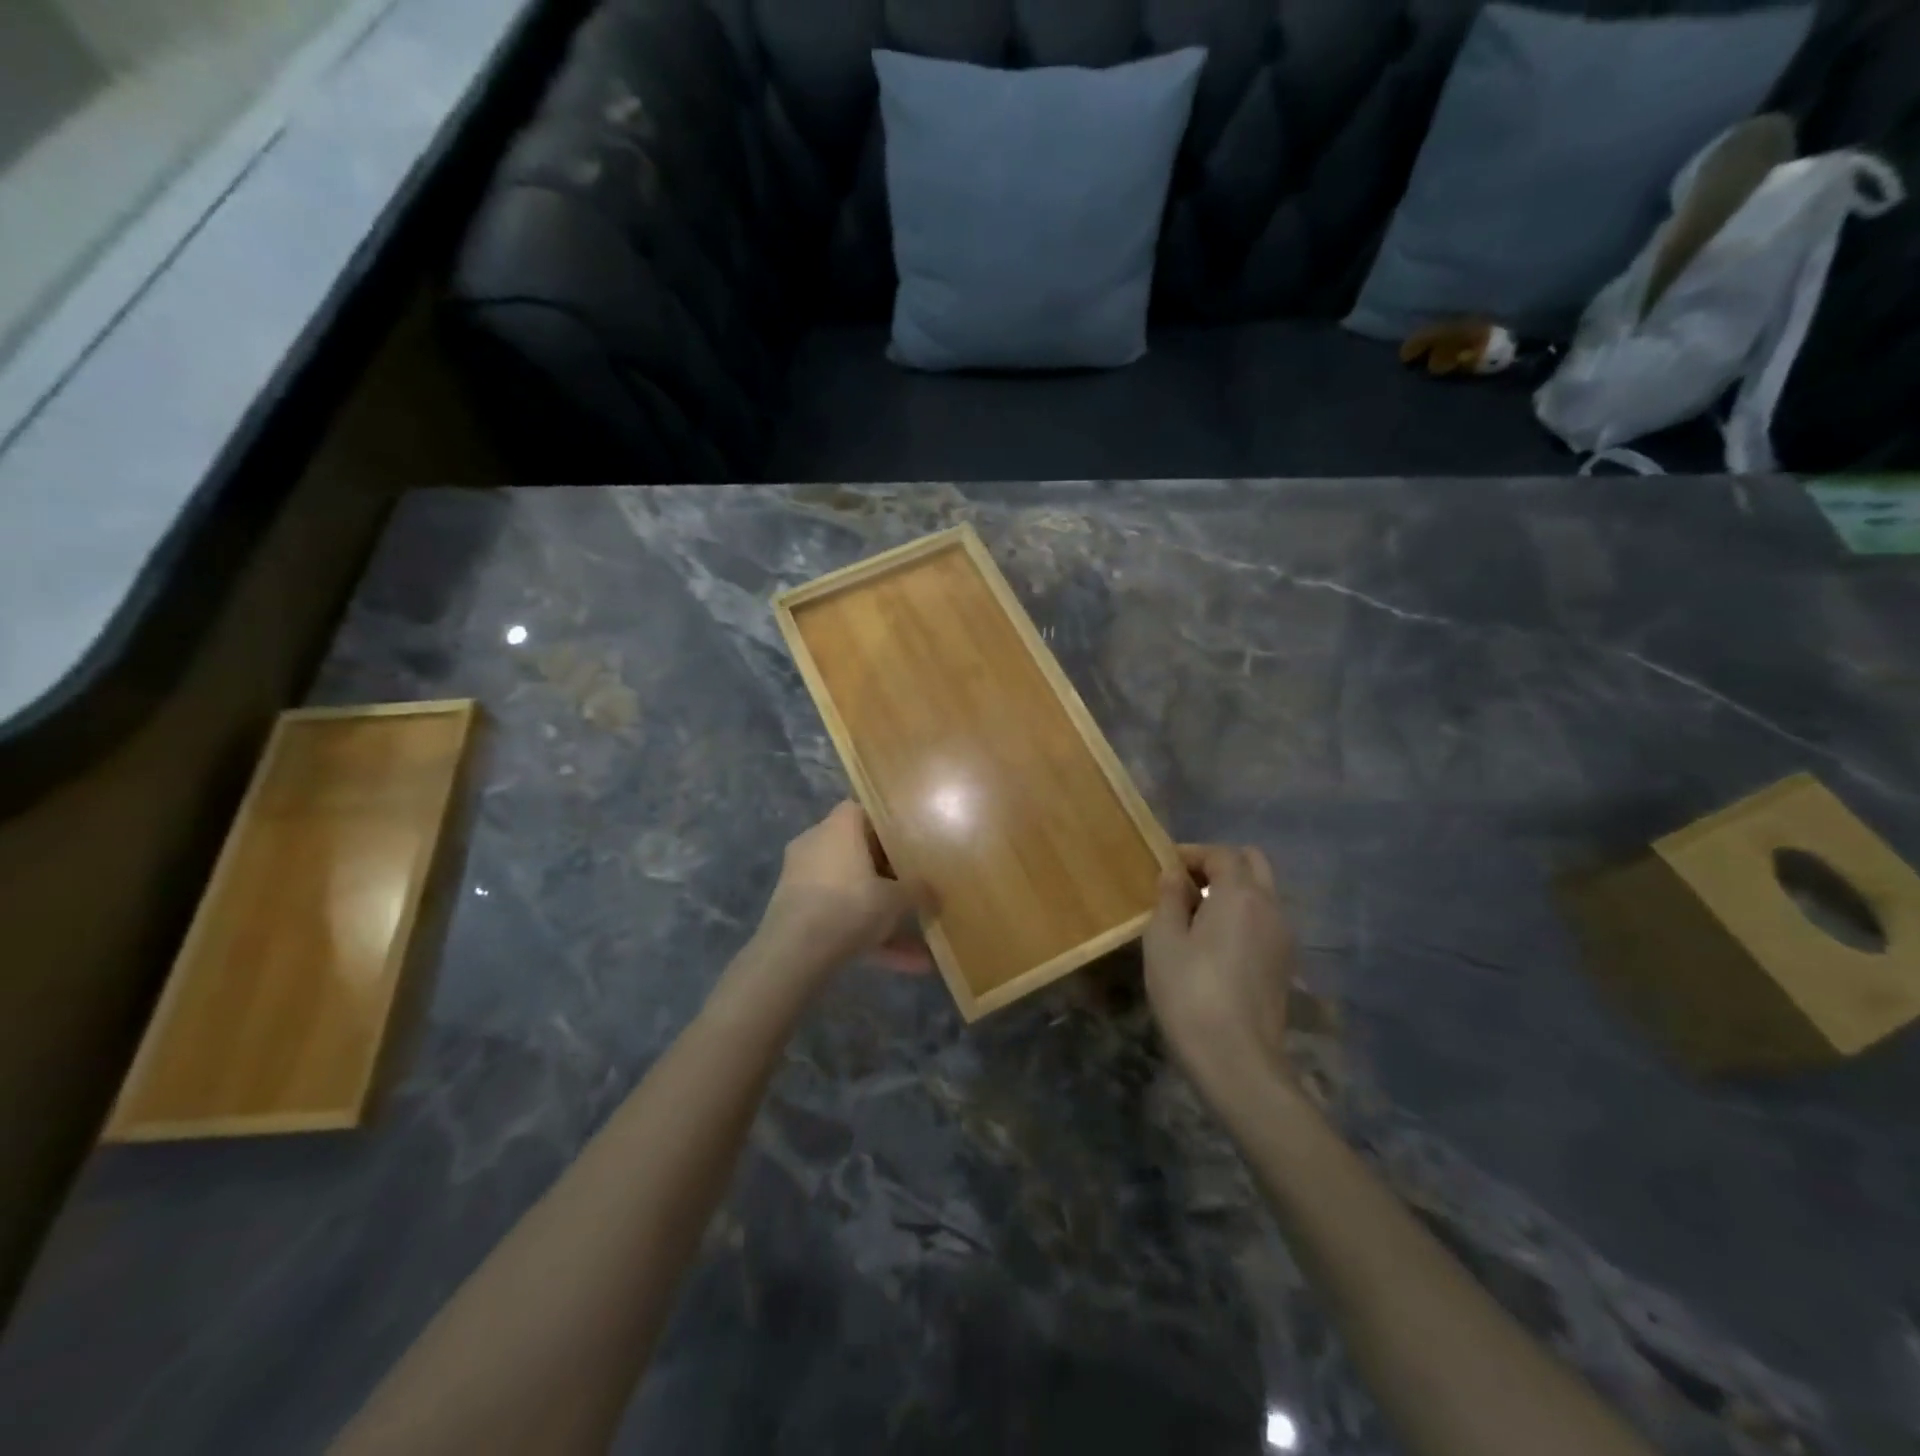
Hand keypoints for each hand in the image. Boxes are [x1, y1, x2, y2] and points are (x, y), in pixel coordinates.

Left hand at [759, 802, 932, 975]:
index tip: (910, 843)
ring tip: (919, 946)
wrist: (794, 952)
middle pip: (857, 853)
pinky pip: (838, 918)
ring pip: (850, 892)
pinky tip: (902, 965)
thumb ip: (918, 890)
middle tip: (913, 888)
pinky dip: (866, 937)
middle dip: (886, 875)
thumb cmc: (850, 905)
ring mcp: (801, 879)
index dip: (888, 826)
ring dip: (881, 916)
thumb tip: (932, 891)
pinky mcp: (794, 912)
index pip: (863, 812)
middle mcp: (816, 844)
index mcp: (839, 826)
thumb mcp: (897, 898)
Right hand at [1143, 845, 1293, 1092]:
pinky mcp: (1285, 964)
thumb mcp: (1163, 940)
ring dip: (1234, 891)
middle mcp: (1270, 907)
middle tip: (1187, 885)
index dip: (1193, 853)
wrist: (1236, 1059)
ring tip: (1197, 916)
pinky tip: (1216, 944)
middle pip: (1252, 863)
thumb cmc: (1190, 992)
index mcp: (1240, 894)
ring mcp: (1283, 937)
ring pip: (1263, 893)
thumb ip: (1169, 898)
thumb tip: (1174, 874)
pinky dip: (1244, 917)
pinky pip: (1266, 921)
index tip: (1166, 866)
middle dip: (1220, 865)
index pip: (1222, 853)